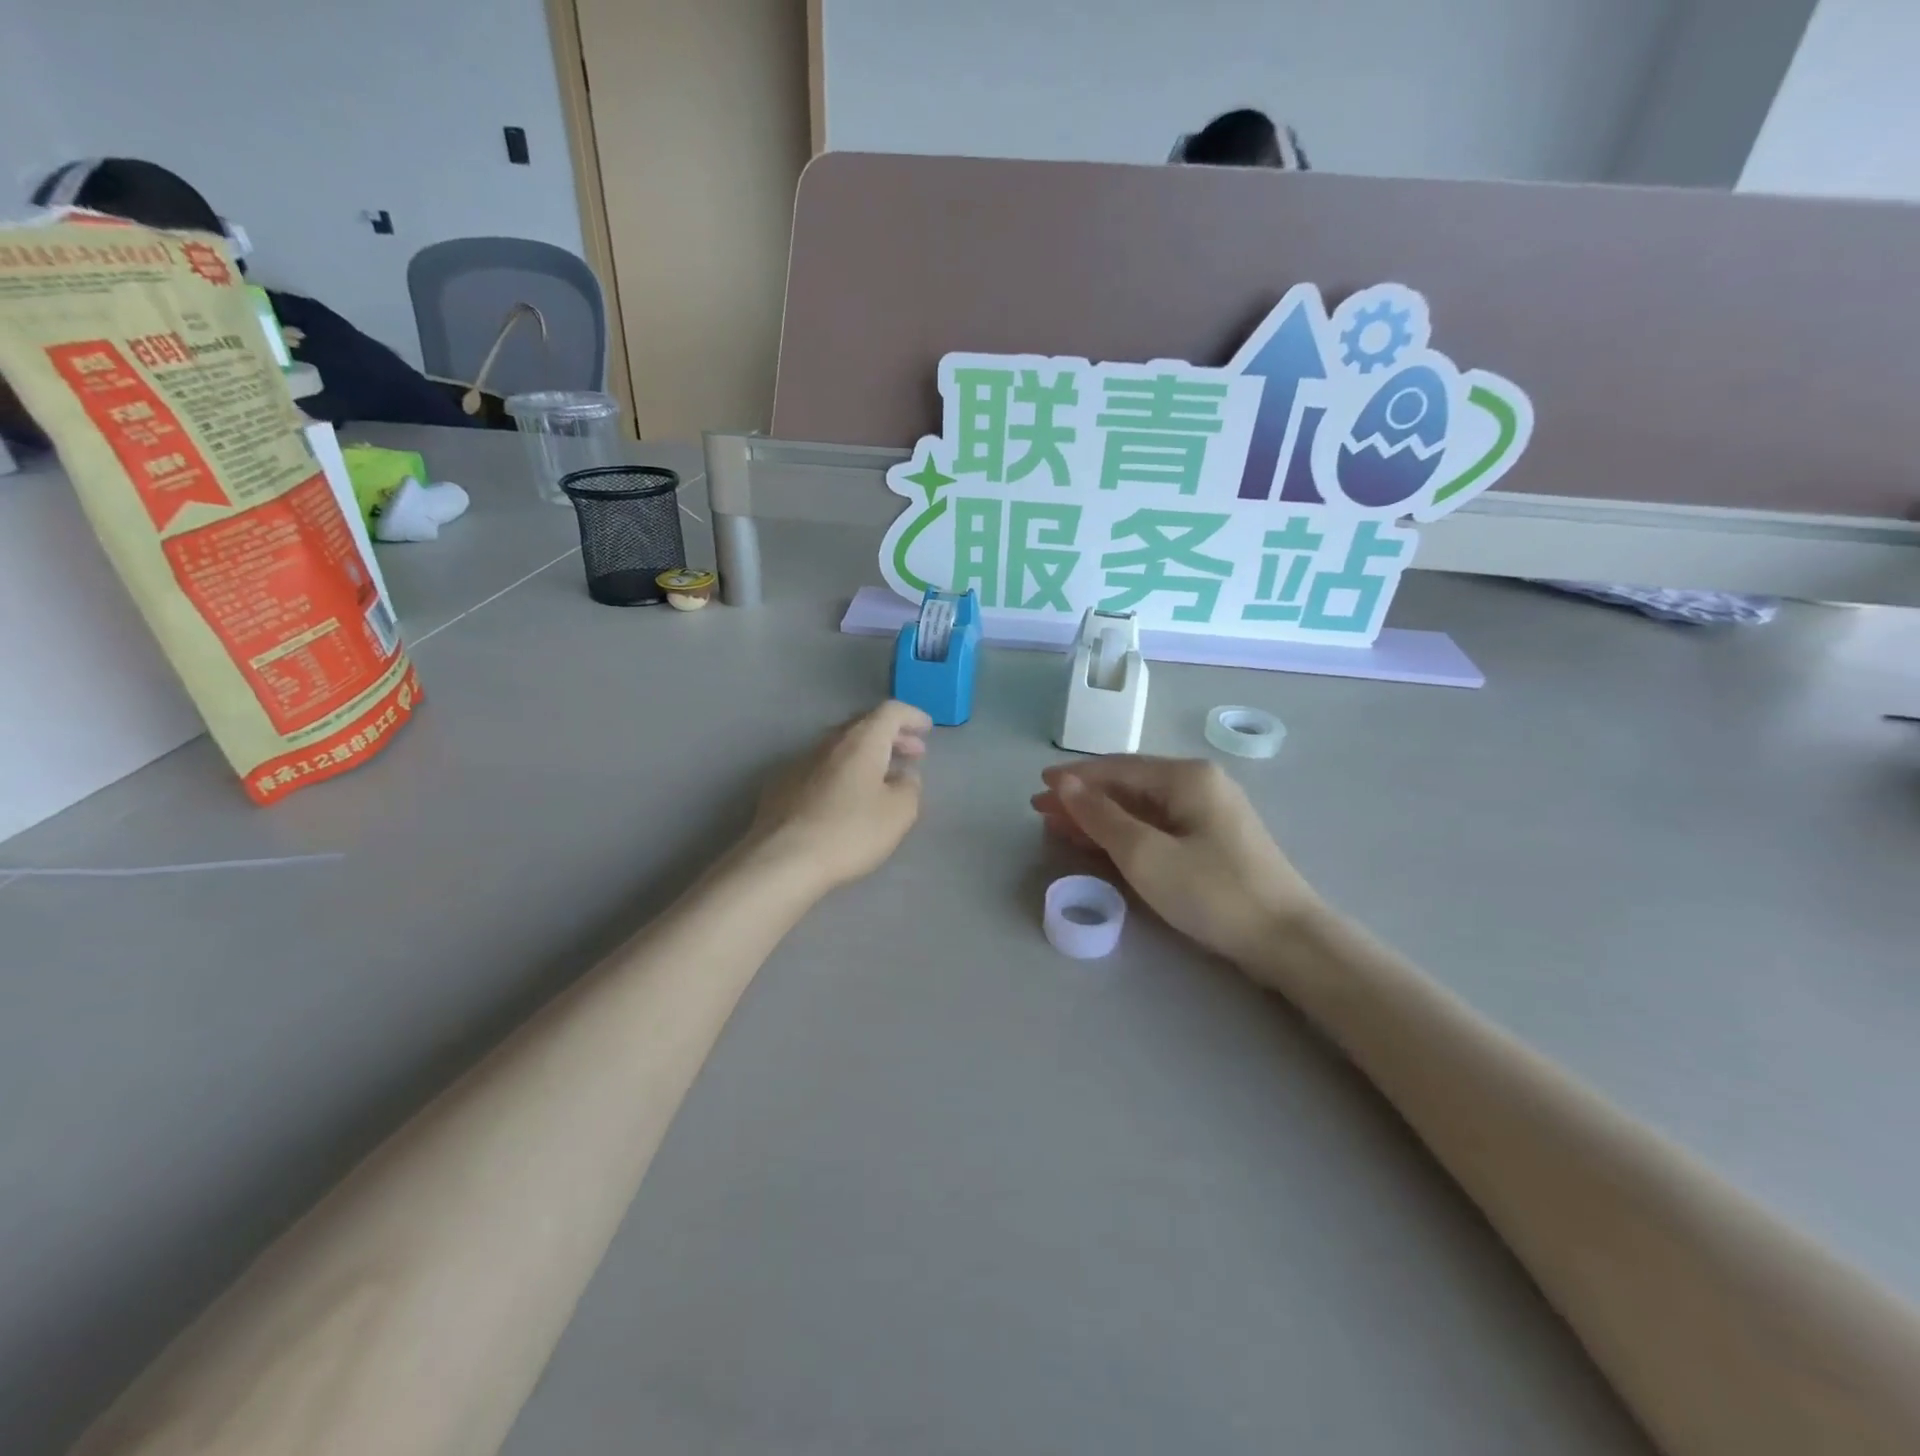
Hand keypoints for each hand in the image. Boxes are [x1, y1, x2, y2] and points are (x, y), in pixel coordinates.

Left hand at [752, 701, 931, 891]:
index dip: (912, 716)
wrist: (782, 860)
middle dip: (891, 736)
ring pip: (841, 748)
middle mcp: (828, 743)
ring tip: (883, 778)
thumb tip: (905, 776)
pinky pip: (821, 768)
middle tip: (911, 753)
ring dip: (866, 756)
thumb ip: (910, 787)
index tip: (927, 729)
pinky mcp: (781, 786)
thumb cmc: (849, 832)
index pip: (890, 711)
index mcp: (860, 742)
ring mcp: (800, 763)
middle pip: (864, 726)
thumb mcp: (899, 813)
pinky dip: (842, 773)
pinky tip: (845, 799)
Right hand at [1031, 757, 1318, 967]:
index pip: (1117, 768)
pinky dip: (1125, 833)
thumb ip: (1101, 816)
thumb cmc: (1212, 892)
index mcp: (1186, 777)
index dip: (1075, 778)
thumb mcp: (1145, 854)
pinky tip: (1100, 844)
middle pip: (1128, 786)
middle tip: (1042, 811)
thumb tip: (1065, 784)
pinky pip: (1157, 827)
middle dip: (1083, 798)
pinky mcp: (1213, 841)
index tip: (1039, 786)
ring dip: (1100, 817)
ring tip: (1060, 827)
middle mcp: (1199, 784)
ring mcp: (1209, 813)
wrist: (1286, 940)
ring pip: (1141, 808)